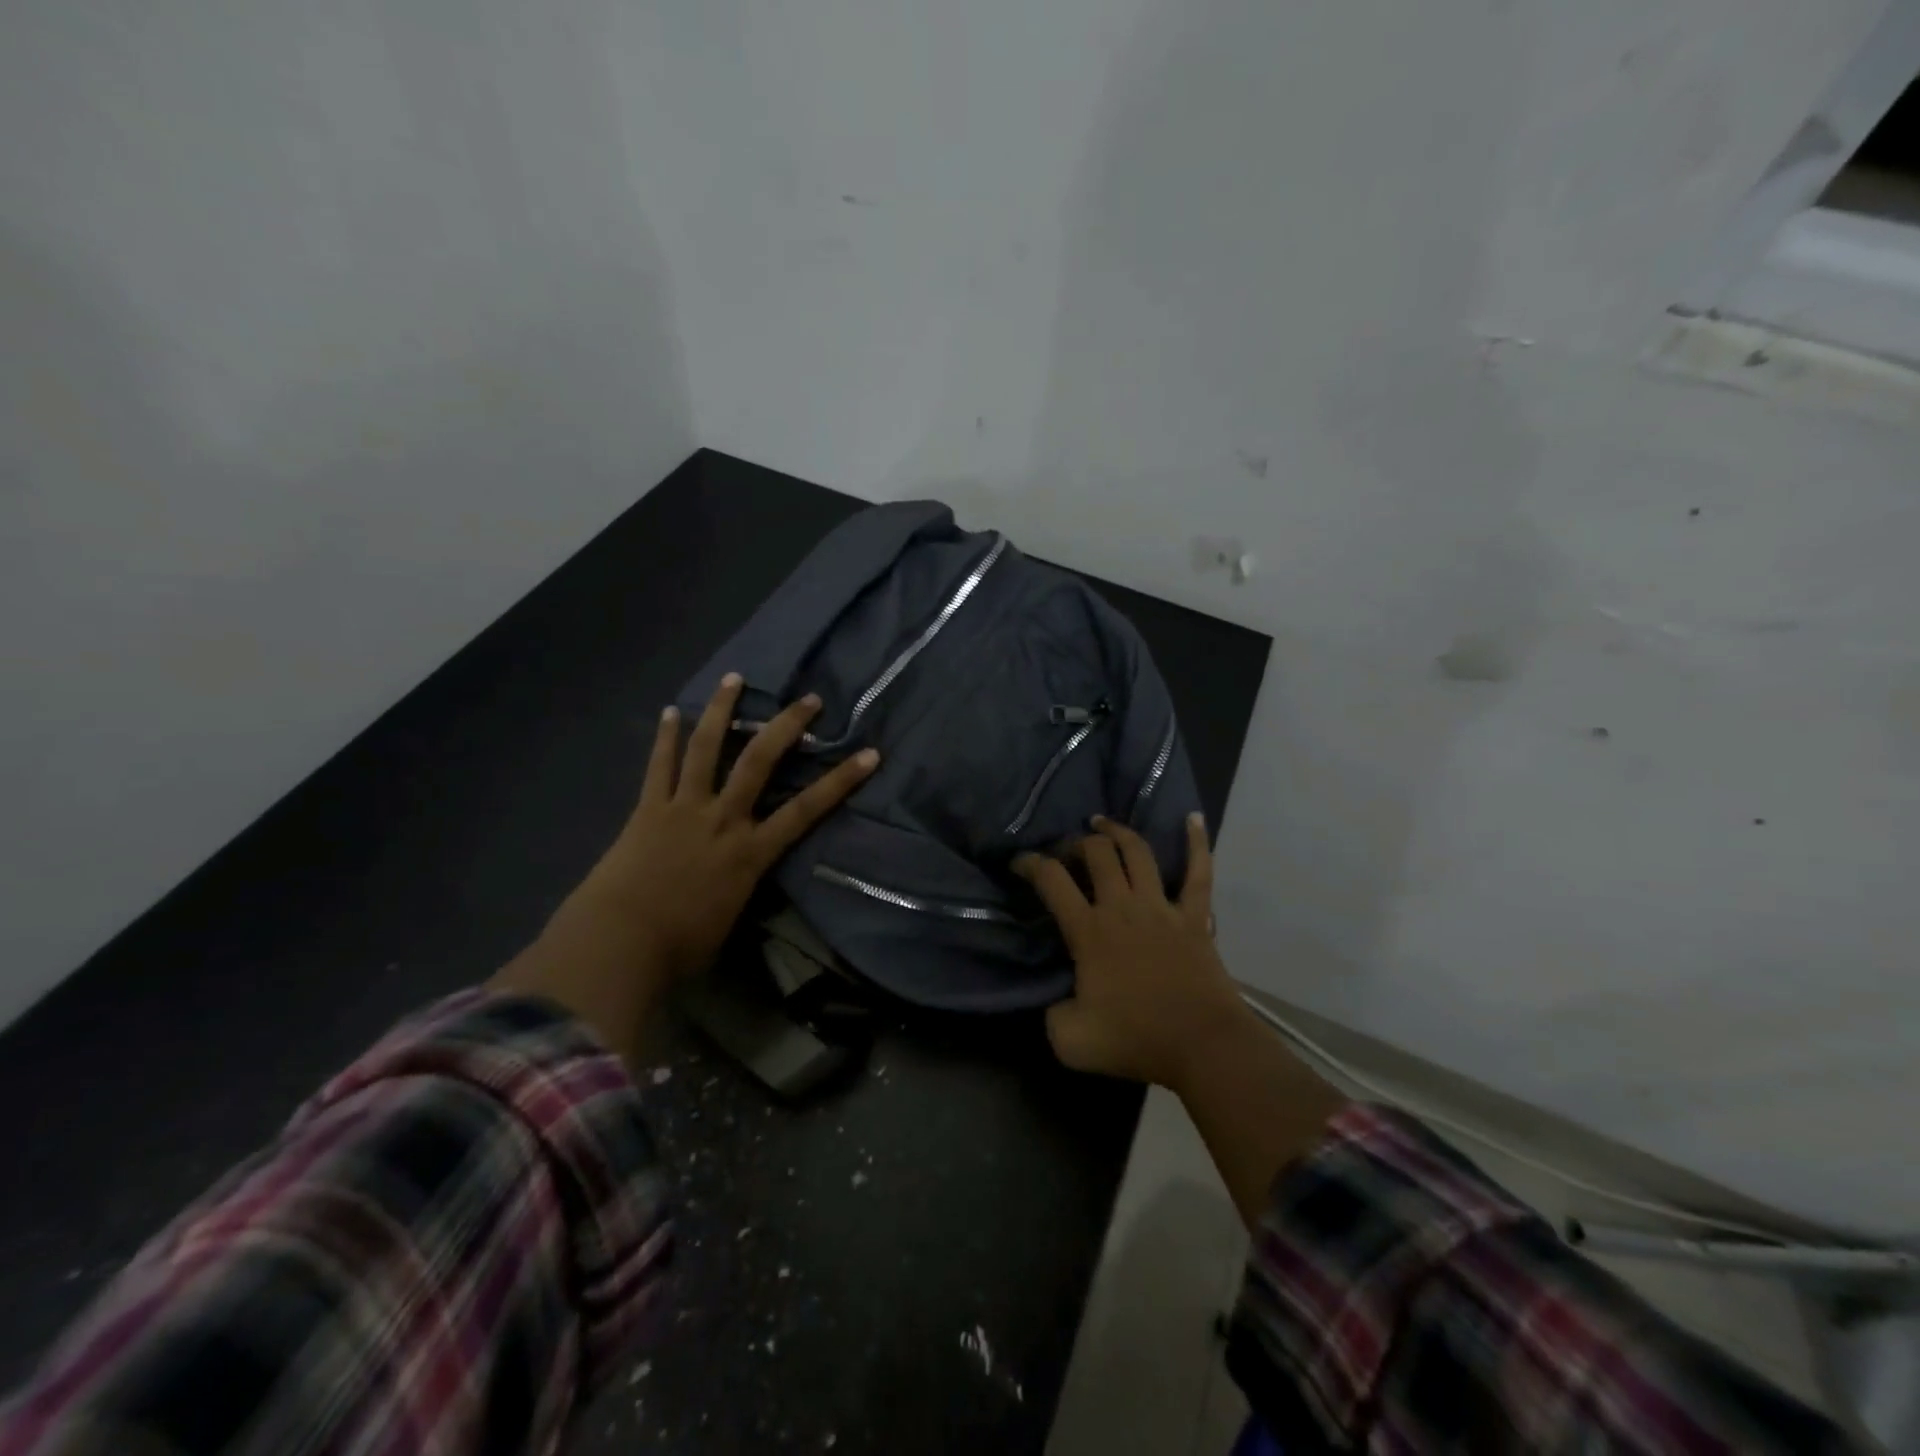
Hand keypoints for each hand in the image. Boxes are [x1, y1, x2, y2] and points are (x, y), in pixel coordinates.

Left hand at [493, 675, 878, 1059]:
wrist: (619, 943)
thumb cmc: (681, 947)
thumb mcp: (729, 920)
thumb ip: (741, 889)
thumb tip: (739, 881)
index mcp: (750, 852)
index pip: (807, 810)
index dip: (841, 781)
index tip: (869, 754)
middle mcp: (723, 818)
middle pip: (760, 761)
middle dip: (787, 727)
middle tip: (807, 699)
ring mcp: (683, 808)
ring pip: (707, 749)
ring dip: (721, 711)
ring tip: (734, 679)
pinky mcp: (648, 809)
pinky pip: (659, 766)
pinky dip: (666, 738)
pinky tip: (670, 711)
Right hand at [1021, 815, 1345, 1226]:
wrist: (1202, 1046)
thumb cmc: (1137, 1040)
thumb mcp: (1070, 1041)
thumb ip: (1052, 1015)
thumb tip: (1057, 1000)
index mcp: (1089, 932)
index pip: (1051, 881)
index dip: (1029, 863)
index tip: (1018, 862)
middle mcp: (1122, 907)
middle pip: (1096, 854)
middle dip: (1075, 843)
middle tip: (1066, 851)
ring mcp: (1162, 908)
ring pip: (1138, 852)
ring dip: (1117, 832)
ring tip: (1101, 823)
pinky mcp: (1195, 916)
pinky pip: (1199, 872)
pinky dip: (1196, 842)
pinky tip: (1192, 818)